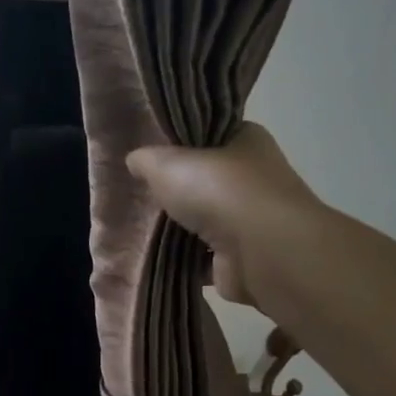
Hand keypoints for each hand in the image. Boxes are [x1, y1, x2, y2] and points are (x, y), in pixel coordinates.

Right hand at [126, 123, 320, 310]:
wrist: (260, 251)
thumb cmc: (220, 191)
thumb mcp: (169, 163)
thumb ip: (148, 160)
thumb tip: (135, 159)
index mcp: (247, 140)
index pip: (212, 135)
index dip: (183, 143)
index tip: (153, 155)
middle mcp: (255, 178)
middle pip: (208, 180)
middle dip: (180, 190)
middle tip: (143, 193)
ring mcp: (252, 221)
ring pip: (207, 221)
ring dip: (182, 228)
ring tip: (143, 227)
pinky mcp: (242, 259)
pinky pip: (205, 257)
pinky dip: (186, 260)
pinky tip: (157, 259)